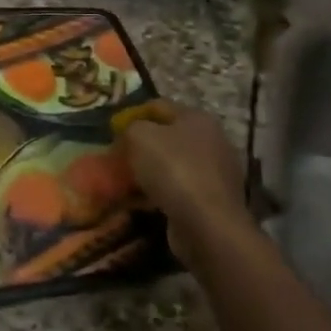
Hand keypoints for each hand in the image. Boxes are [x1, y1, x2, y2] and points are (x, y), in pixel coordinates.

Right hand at [119, 100, 249, 246]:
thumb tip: (130, 133)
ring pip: (174, 164)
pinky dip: (164, 193)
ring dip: (153, 171)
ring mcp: (218, 172)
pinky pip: (181, 189)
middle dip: (143, 145)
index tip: (112, 132)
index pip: (158, 106)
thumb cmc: (173, 170)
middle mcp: (213, 140)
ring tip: (129, 182)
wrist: (208, 225)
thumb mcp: (139, 136)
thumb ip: (130, 127)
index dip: (132, 115)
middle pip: (168, 136)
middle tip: (119, 157)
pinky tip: (146, 201)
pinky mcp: (215, 200)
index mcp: (198, 117)